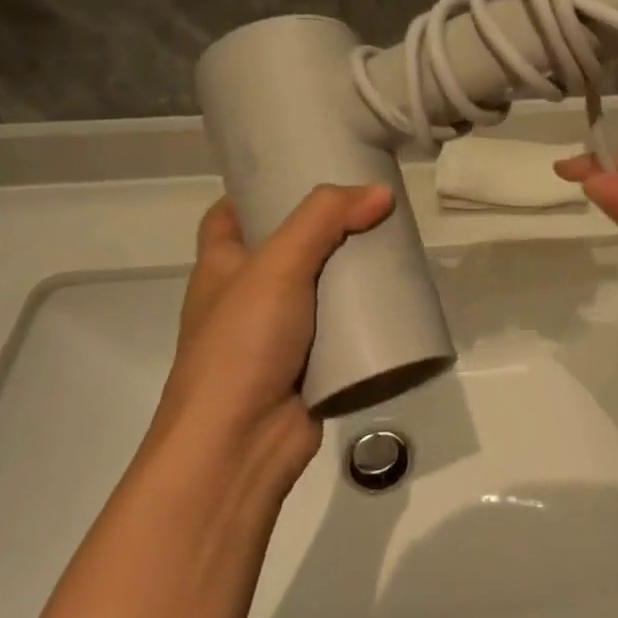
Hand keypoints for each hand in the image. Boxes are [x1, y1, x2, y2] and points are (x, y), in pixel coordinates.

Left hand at [148, 185, 393, 494]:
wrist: (240, 445)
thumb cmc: (242, 345)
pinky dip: (363, 315)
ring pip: (319, 289)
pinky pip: (341, 329)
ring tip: (392, 243)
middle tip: (369, 205)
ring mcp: (278, 335)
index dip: (259, 191)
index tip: (303, 172)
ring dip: (350, 272)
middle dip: (324, 229)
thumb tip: (380, 192)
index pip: (230, 215)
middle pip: (286, 248)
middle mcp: (245, 297)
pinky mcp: (309, 366)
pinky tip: (396, 298)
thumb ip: (325, 220)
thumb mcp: (277, 266)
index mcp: (221, 268)